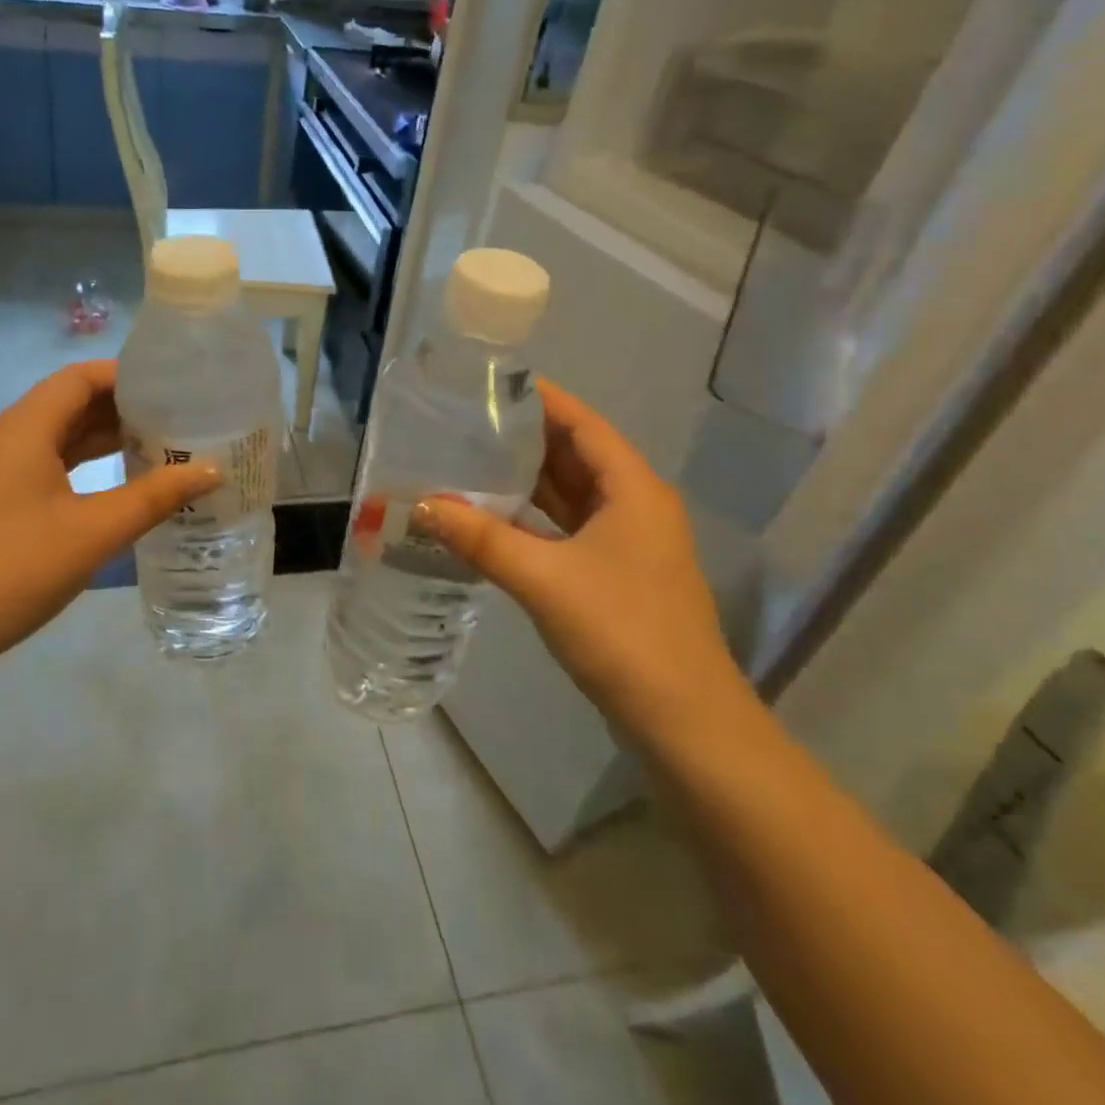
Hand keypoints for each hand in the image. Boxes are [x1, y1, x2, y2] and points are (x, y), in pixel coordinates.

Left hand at [0, 360, 219, 673]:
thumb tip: (210, 470)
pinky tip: (115, 484)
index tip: (174, 385)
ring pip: (57, 437)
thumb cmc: (11, 570)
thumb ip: (154, 497)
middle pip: (69, 403)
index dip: (127, 375)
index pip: (79, 378)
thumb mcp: (93, 533)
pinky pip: (45, 464)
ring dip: (103, 437)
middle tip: (177, 417)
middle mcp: (5, 438)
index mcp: (24, 429)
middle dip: (122, 406)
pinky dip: (82, 465)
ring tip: (158, 445)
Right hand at [416, 380, 750, 747]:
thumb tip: (421, 505)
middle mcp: (635, 505)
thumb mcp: (544, 579)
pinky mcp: (616, 573)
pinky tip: (494, 517)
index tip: (493, 383)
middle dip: (526, 437)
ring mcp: (628, 542)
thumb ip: (481, 538)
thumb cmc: (622, 631)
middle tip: (468, 421)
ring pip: (572, 494)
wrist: (683, 720)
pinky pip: (569, 528)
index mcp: (632, 489)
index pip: (582, 424)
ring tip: (472, 459)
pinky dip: (535, 517)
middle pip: (576, 455)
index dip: (542, 400)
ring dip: (528, 479)